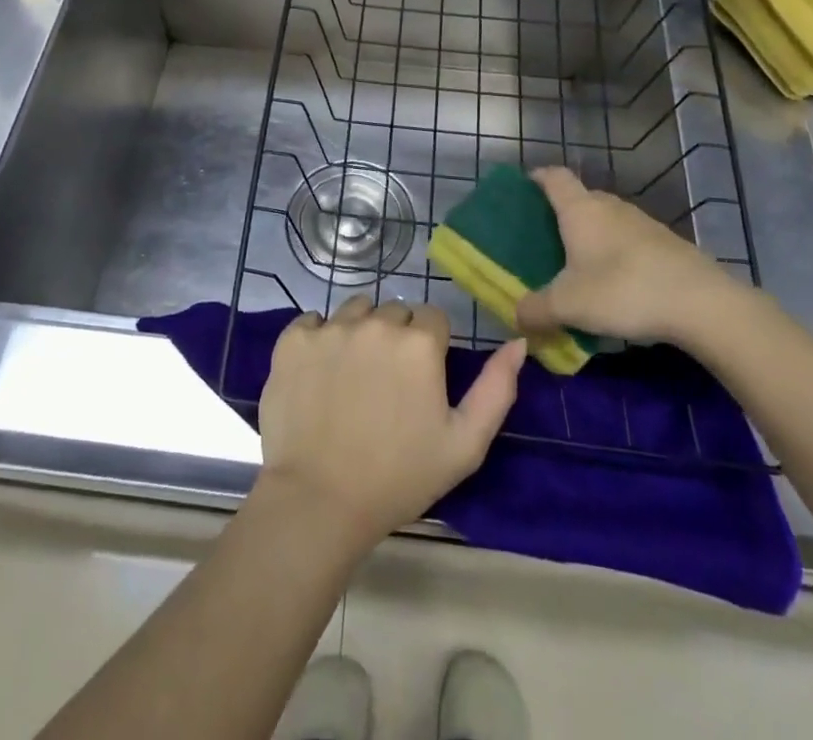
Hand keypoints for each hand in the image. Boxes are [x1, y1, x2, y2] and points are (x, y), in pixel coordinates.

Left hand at [255, 296, 526, 552]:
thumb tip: (519, 342)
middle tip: (386, 385)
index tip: (420, 381)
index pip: (432, 319)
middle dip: (396, 338)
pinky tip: (319, 374)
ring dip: (359, 333)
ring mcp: (330, 329)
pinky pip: (312, 322)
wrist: (319, 501)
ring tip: (352, 378)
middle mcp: (376, 323)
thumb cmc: (399, 477)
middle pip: (394, 313)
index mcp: (419, 344)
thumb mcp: (465, 444)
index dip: (430, 348)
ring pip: (355, 311)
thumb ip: (496, 389)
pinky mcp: (293, 340)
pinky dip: (318, 340)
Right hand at [516, 167, 746, 344]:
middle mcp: (610, 206)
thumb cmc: (622, 290)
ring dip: (593, 235)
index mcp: (580, 209)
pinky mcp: (667, 243)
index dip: (536, 178)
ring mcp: (643, 222)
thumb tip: (517, 317)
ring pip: (608, 219)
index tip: (523, 189)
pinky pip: (631, 239)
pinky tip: (618, 282)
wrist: (701, 303)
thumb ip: (535, 310)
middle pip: (581, 197)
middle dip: (563, 213)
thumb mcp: (568, 306)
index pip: (553, 177)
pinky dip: (618, 252)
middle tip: (547, 238)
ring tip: (581, 264)